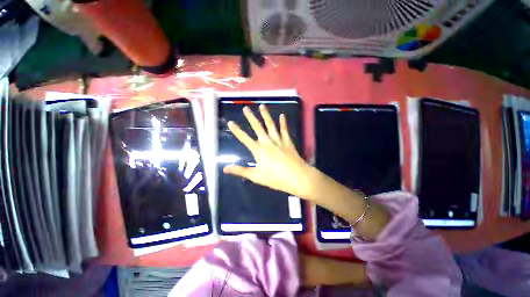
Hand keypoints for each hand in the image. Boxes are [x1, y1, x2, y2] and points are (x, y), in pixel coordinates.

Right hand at [223, 105, 313, 198]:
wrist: (296, 177)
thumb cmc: (275, 178)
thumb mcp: (256, 176)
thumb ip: (241, 171)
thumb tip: (225, 168)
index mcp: (258, 150)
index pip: (244, 138)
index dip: (237, 131)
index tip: (230, 122)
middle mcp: (267, 142)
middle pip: (257, 127)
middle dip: (251, 117)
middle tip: (246, 108)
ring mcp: (278, 140)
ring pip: (271, 125)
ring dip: (266, 115)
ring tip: (262, 106)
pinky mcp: (288, 142)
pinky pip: (284, 130)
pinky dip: (283, 122)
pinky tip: (282, 115)